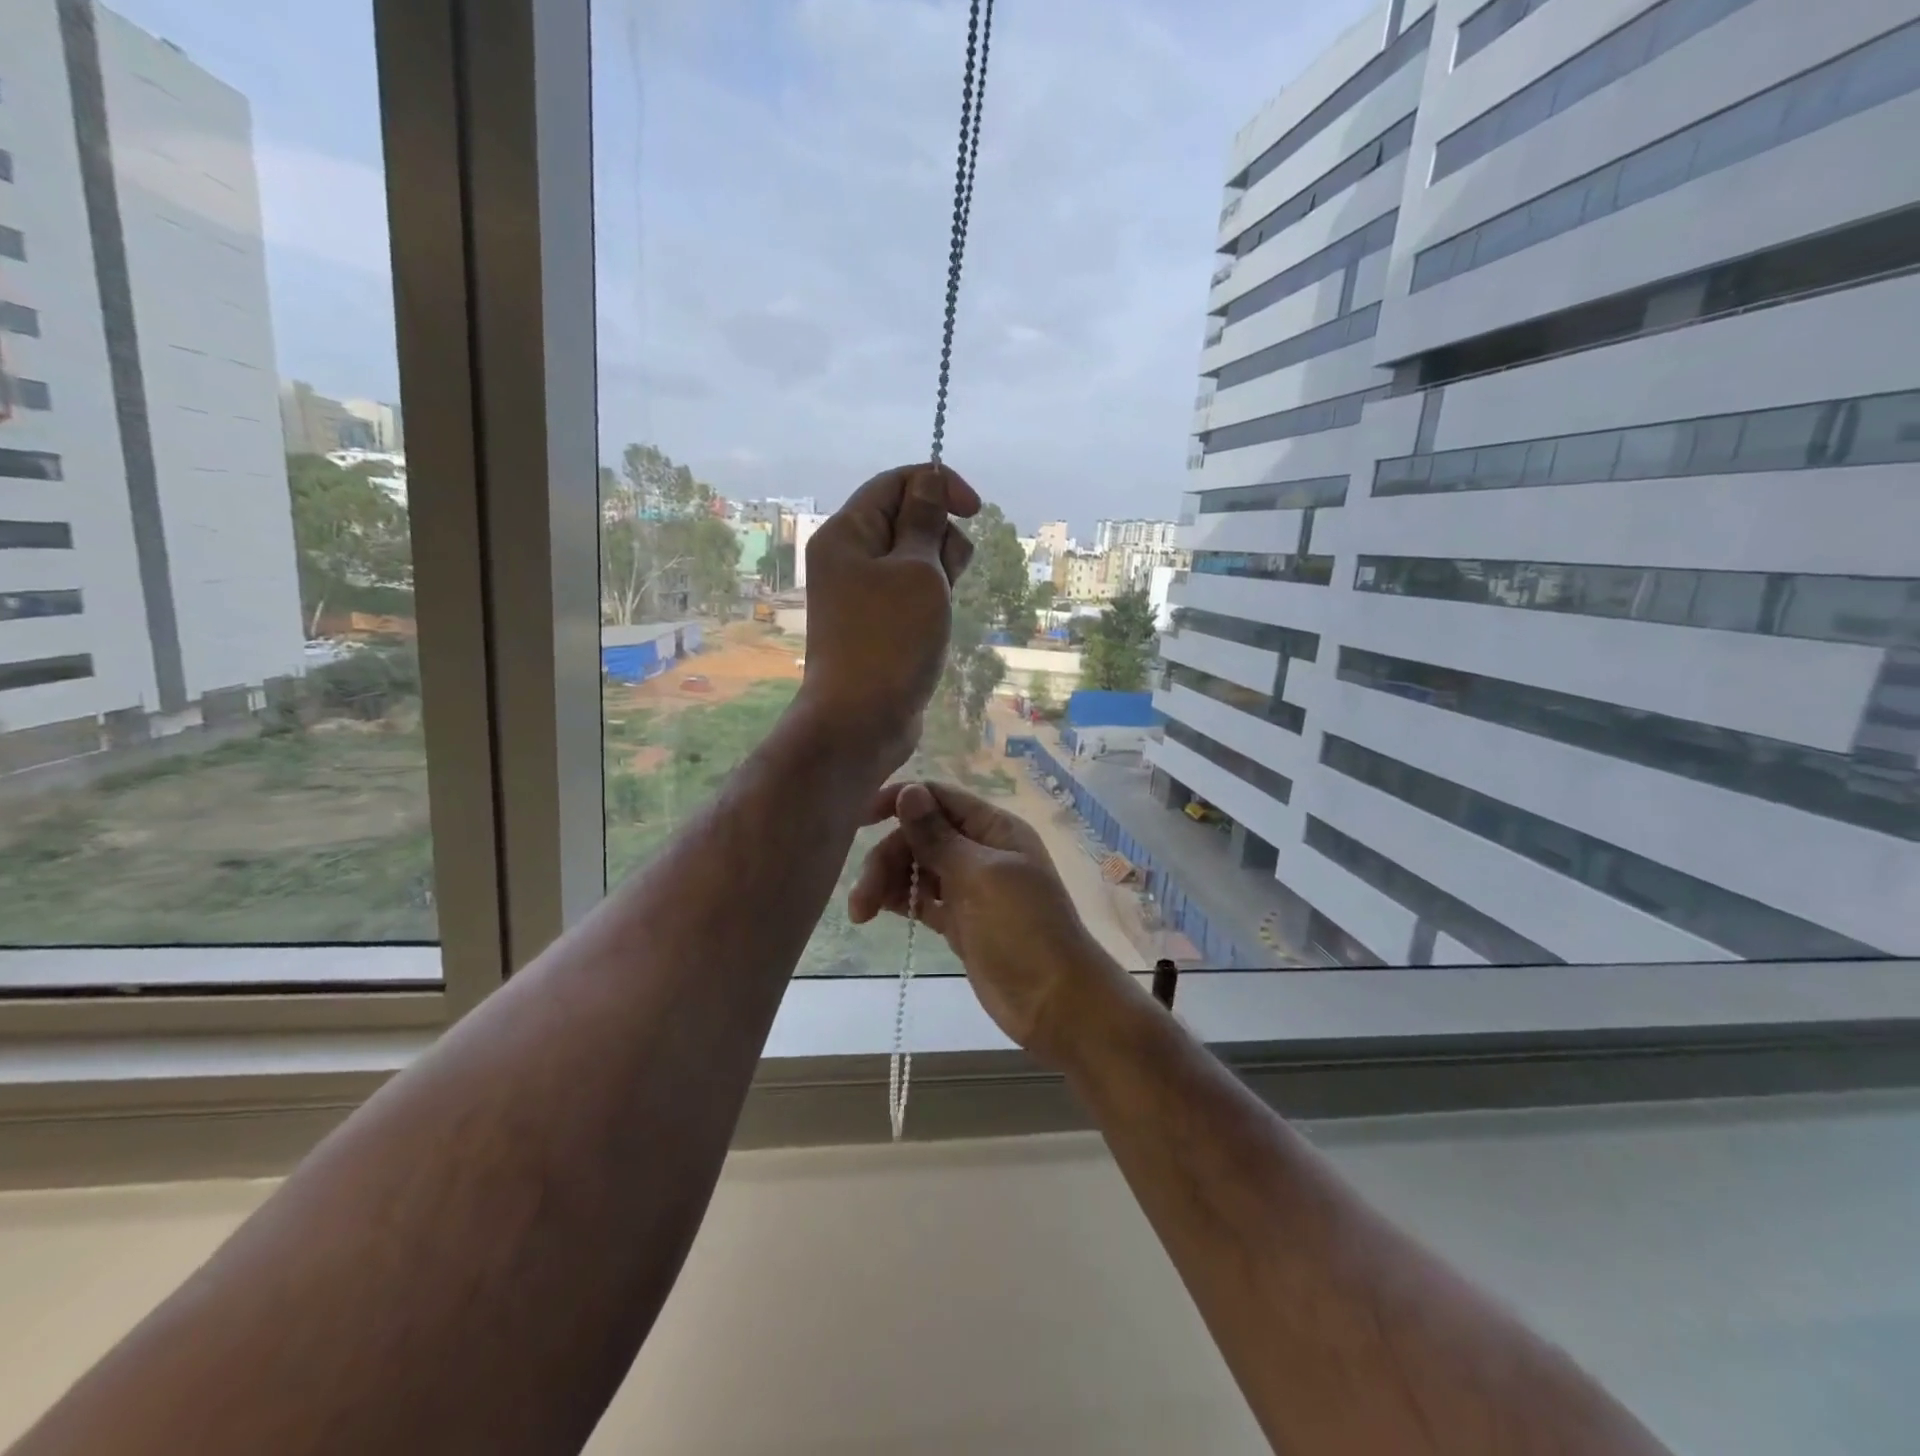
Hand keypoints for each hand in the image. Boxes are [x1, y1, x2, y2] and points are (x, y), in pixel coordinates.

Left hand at [794, 464, 979, 775]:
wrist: (861, 719)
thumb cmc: (891, 640)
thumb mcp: (918, 571)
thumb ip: (926, 522)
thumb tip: (930, 481)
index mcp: (848, 533)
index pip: (896, 482)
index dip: (939, 485)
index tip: (975, 511)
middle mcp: (848, 557)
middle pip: (907, 518)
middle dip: (941, 536)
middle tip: (944, 576)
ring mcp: (861, 592)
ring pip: (914, 558)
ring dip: (939, 572)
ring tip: (940, 606)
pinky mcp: (876, 622)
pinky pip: (910, 592)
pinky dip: (930, 598)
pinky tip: (936, 623)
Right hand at [848, 782, 1143, 1068]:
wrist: (1055, 1002)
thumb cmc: (1023, 929)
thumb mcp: (979, 876)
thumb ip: (939, 836)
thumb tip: (908, 790)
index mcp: (994, 828)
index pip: (938, 798)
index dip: (899, 801)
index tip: (859, 821)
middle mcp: (981, 851)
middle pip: (921, 836)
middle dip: (888, 857)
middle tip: (862, 897)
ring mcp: (971, 888)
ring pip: (918, 868)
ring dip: (888, 882)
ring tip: (862, 913)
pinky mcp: (961, 921)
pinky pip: (924, 899)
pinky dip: (902, 900)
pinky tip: (878, 911)